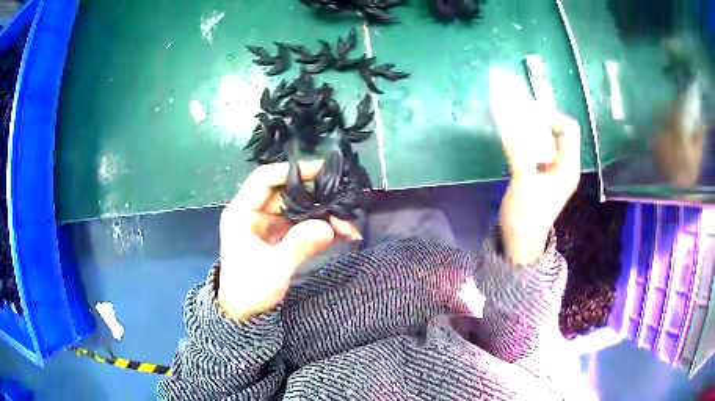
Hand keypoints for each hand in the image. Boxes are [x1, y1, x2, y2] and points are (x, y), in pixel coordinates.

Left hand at [218, 161, 361, 319]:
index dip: (291, 171)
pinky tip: (340, 233)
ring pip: (297, 208)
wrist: (244, 313)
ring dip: (321, 214)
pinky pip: (300, 224)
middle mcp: (254, 213)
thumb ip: (298, 246)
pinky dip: (319, 227)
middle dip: (315, 196)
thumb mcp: (274, 269)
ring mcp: (267, 224)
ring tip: (347, 225)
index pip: (265, 179)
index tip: (321, 171)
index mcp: (241, 213)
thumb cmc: (250, 290)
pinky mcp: (278, 236)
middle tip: (343, 203)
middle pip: (286, 192)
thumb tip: (328, 226)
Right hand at [499, 113, 580, 264]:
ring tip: (513, 126)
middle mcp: (564, 165)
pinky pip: (538, 149)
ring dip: (532, 131)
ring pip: (547, 140)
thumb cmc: (526, 216)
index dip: (552, 117)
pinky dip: (527, 141)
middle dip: (540, 121)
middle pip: (558, 132)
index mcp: (567, 167)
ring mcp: (553, 170)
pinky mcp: (542, 174)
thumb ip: (519, 153)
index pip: (570, 129)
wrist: (520, 243)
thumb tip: (510, 127)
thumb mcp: (523, 183)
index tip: (530, 115)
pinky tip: (513, 141)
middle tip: (518, 117)